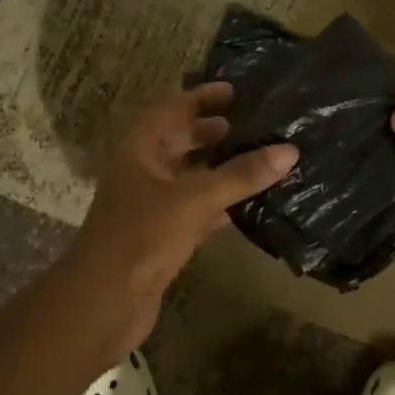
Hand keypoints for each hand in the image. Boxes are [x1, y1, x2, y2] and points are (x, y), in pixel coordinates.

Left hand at [61, 83, 296, 355]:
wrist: (104, 303)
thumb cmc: (142, 237)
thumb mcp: (195, 198)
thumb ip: (242, 174)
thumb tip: (290, 150)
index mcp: (140, 149)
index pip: (171, 107)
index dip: (201, 96)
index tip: (237, 91)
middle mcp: (143, 171)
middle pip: (180, 140)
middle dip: (214, 130)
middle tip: (255, 124)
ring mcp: (151, 205)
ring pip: (190, 176)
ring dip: (220, 167)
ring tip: (261, 158)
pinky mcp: (161, 236)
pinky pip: (195, 209)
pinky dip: (220, 203)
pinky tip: (248, 204)